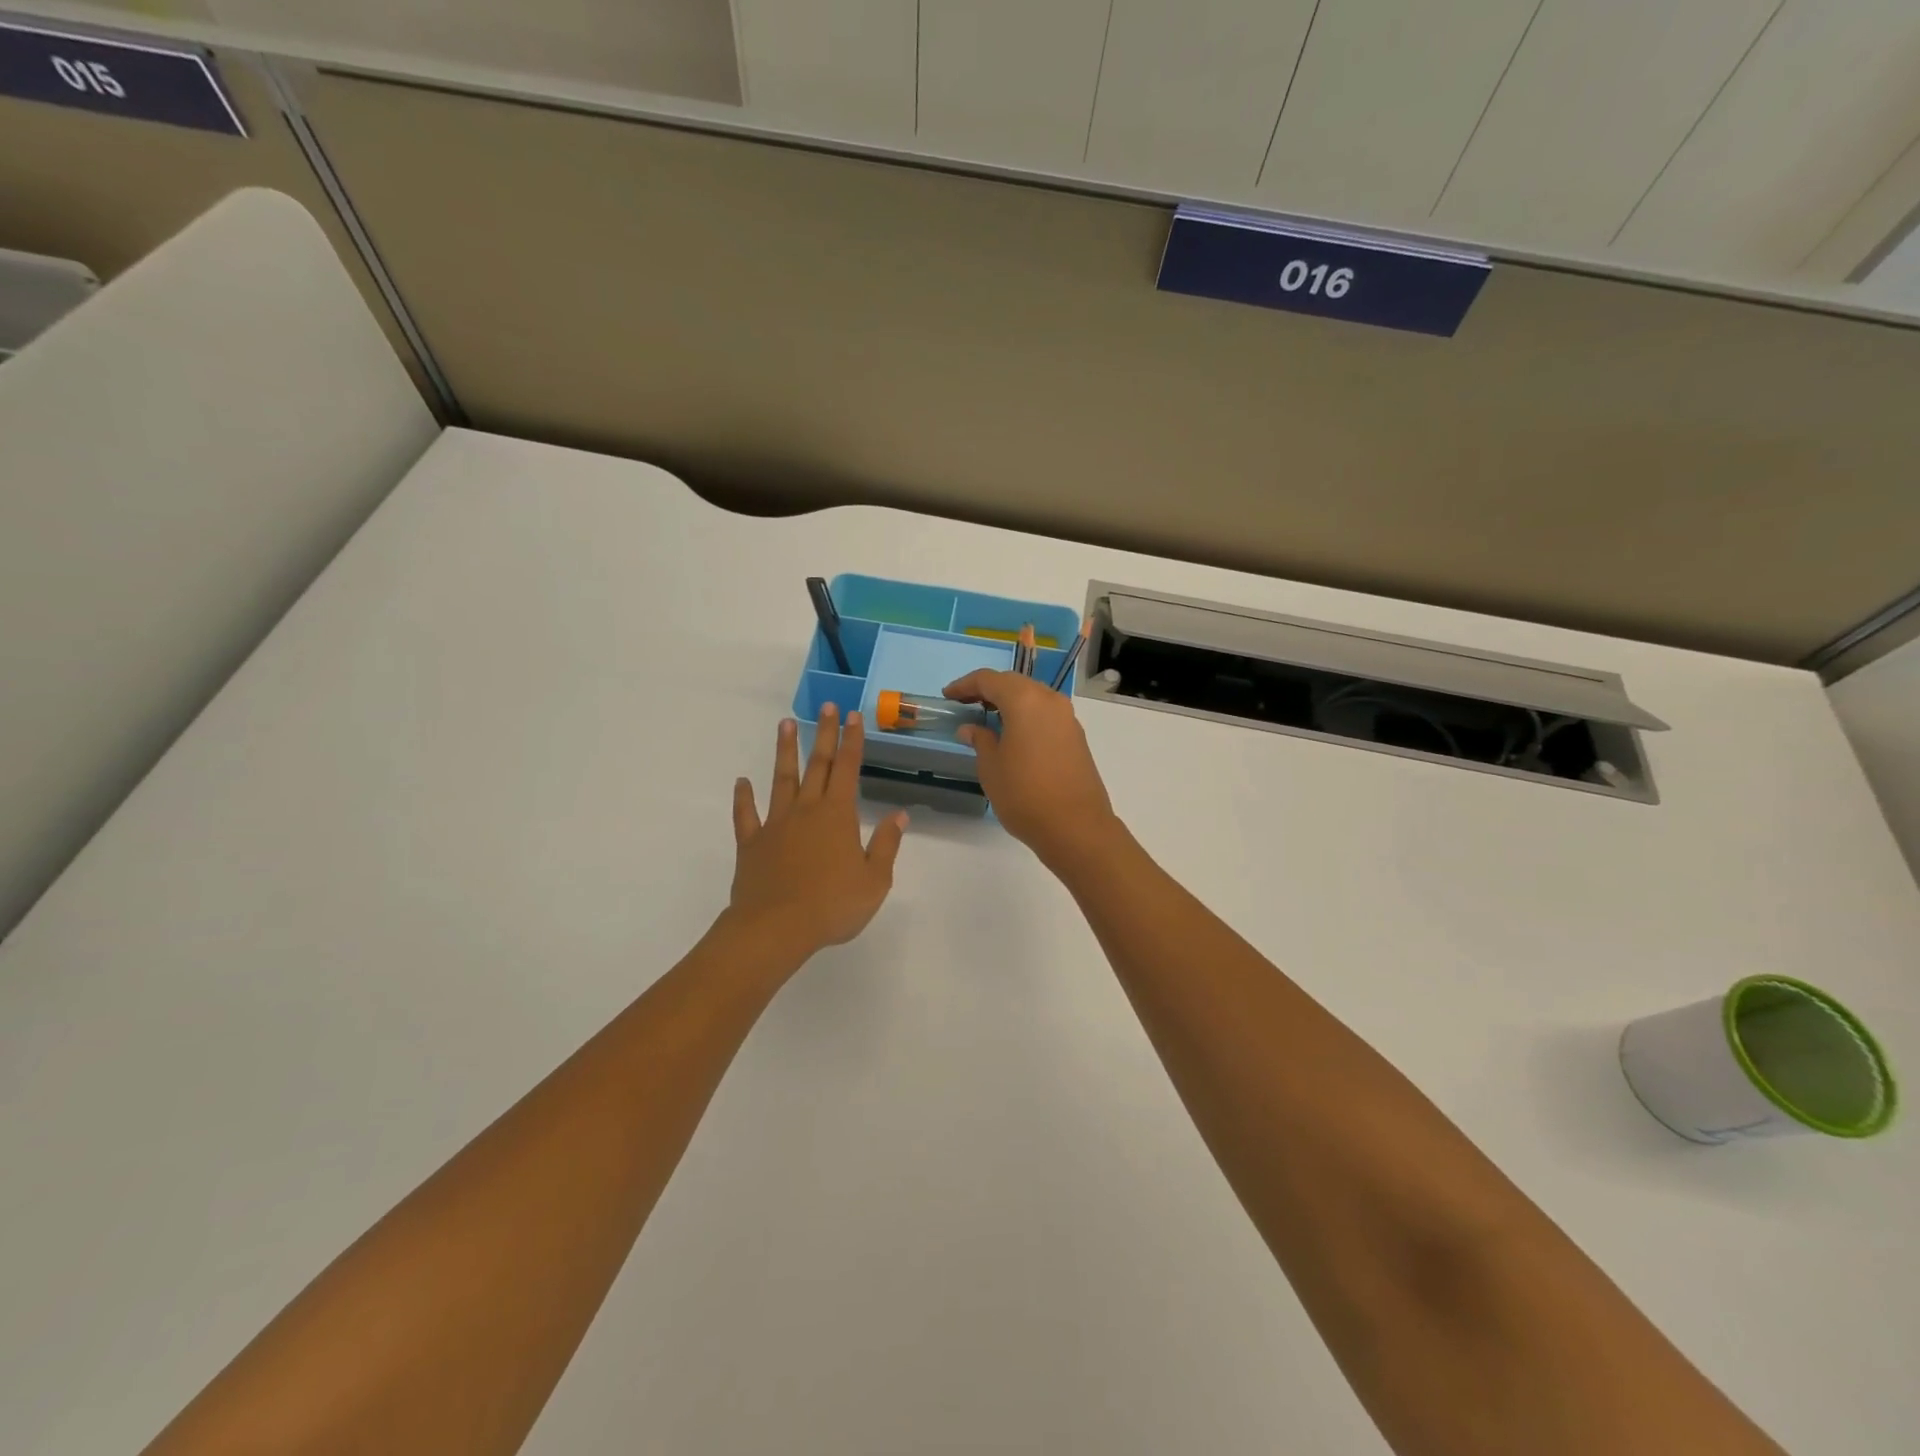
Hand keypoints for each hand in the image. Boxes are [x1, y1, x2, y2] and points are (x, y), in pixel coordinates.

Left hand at [728, 705, 907, 959]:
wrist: (776, 928)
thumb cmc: (832, 905)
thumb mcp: (875, 880)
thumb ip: (886, 845)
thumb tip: (899, 814)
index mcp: (838, 815)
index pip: (849, 769)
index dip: (852, 741)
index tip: (852, 716)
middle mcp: (806, 810)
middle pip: (817, 765)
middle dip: (824, 734)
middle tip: (826, 707)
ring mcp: (776, 824)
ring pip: (781, 779)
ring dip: (785, 751)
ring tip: (785, 724)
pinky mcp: (752, 843)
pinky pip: (746, 815)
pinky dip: (743, 798)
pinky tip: (741, 782)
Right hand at [943, 670, 1119, 866]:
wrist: (1076, 827)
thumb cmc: (1024, 795)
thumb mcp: (991, 767)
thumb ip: (980, 740)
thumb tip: (971, 728)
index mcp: (1025, 701)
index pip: (990, 679)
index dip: (965, 685)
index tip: (948, 696)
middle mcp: (1050, 701)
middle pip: (1014, 683)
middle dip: (988, 690)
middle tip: (965, 703)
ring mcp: (1067, 718)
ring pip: (1033, 697)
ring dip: (1009, 702)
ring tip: (987, 717)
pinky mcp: (1076, 737)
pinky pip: (1045, 714)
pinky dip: (1026, 716)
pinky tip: (1012, 734)